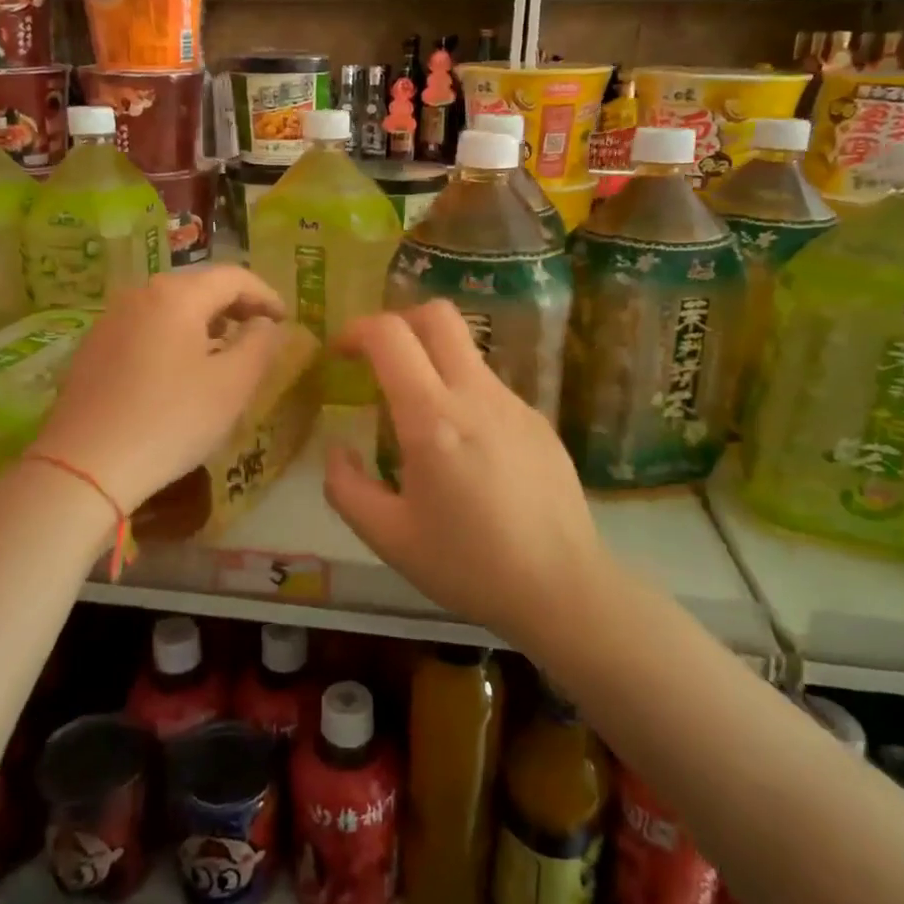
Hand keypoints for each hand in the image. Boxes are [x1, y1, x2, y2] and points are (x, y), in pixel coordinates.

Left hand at [29, 266, 287, 513]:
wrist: (85, 464)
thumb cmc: (171, 420)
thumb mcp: (232, 385)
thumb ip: (260, 345)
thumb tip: (266, 323)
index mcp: (177, 295)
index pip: (234, 277)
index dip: (266, 295)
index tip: (285, 320)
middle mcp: (140, 294)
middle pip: (199, 286)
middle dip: (235, 305)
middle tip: (259, 332)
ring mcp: (110, 319)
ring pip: (170, 306)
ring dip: (204, 321)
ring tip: (223, 349)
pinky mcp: (93, 347)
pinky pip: (146, 327)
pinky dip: (174, 336)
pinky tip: (180, 368)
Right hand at [322, 301, 608, 646]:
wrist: (564, 588)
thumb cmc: (470, 565)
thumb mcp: (388, 537)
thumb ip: (346, 487)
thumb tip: (339, 448)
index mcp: (432, 419)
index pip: (391, 335)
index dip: (356, 330)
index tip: (339, 353)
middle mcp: (476, 395)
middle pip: (437, 315)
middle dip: (398, 321)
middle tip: (377, 359)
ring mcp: (514, 403)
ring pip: (465, 352)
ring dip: (431, 362)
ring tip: (417, 420)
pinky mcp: (538, 420)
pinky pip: (489, 387)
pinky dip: (461, 394)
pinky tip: (464, 451)